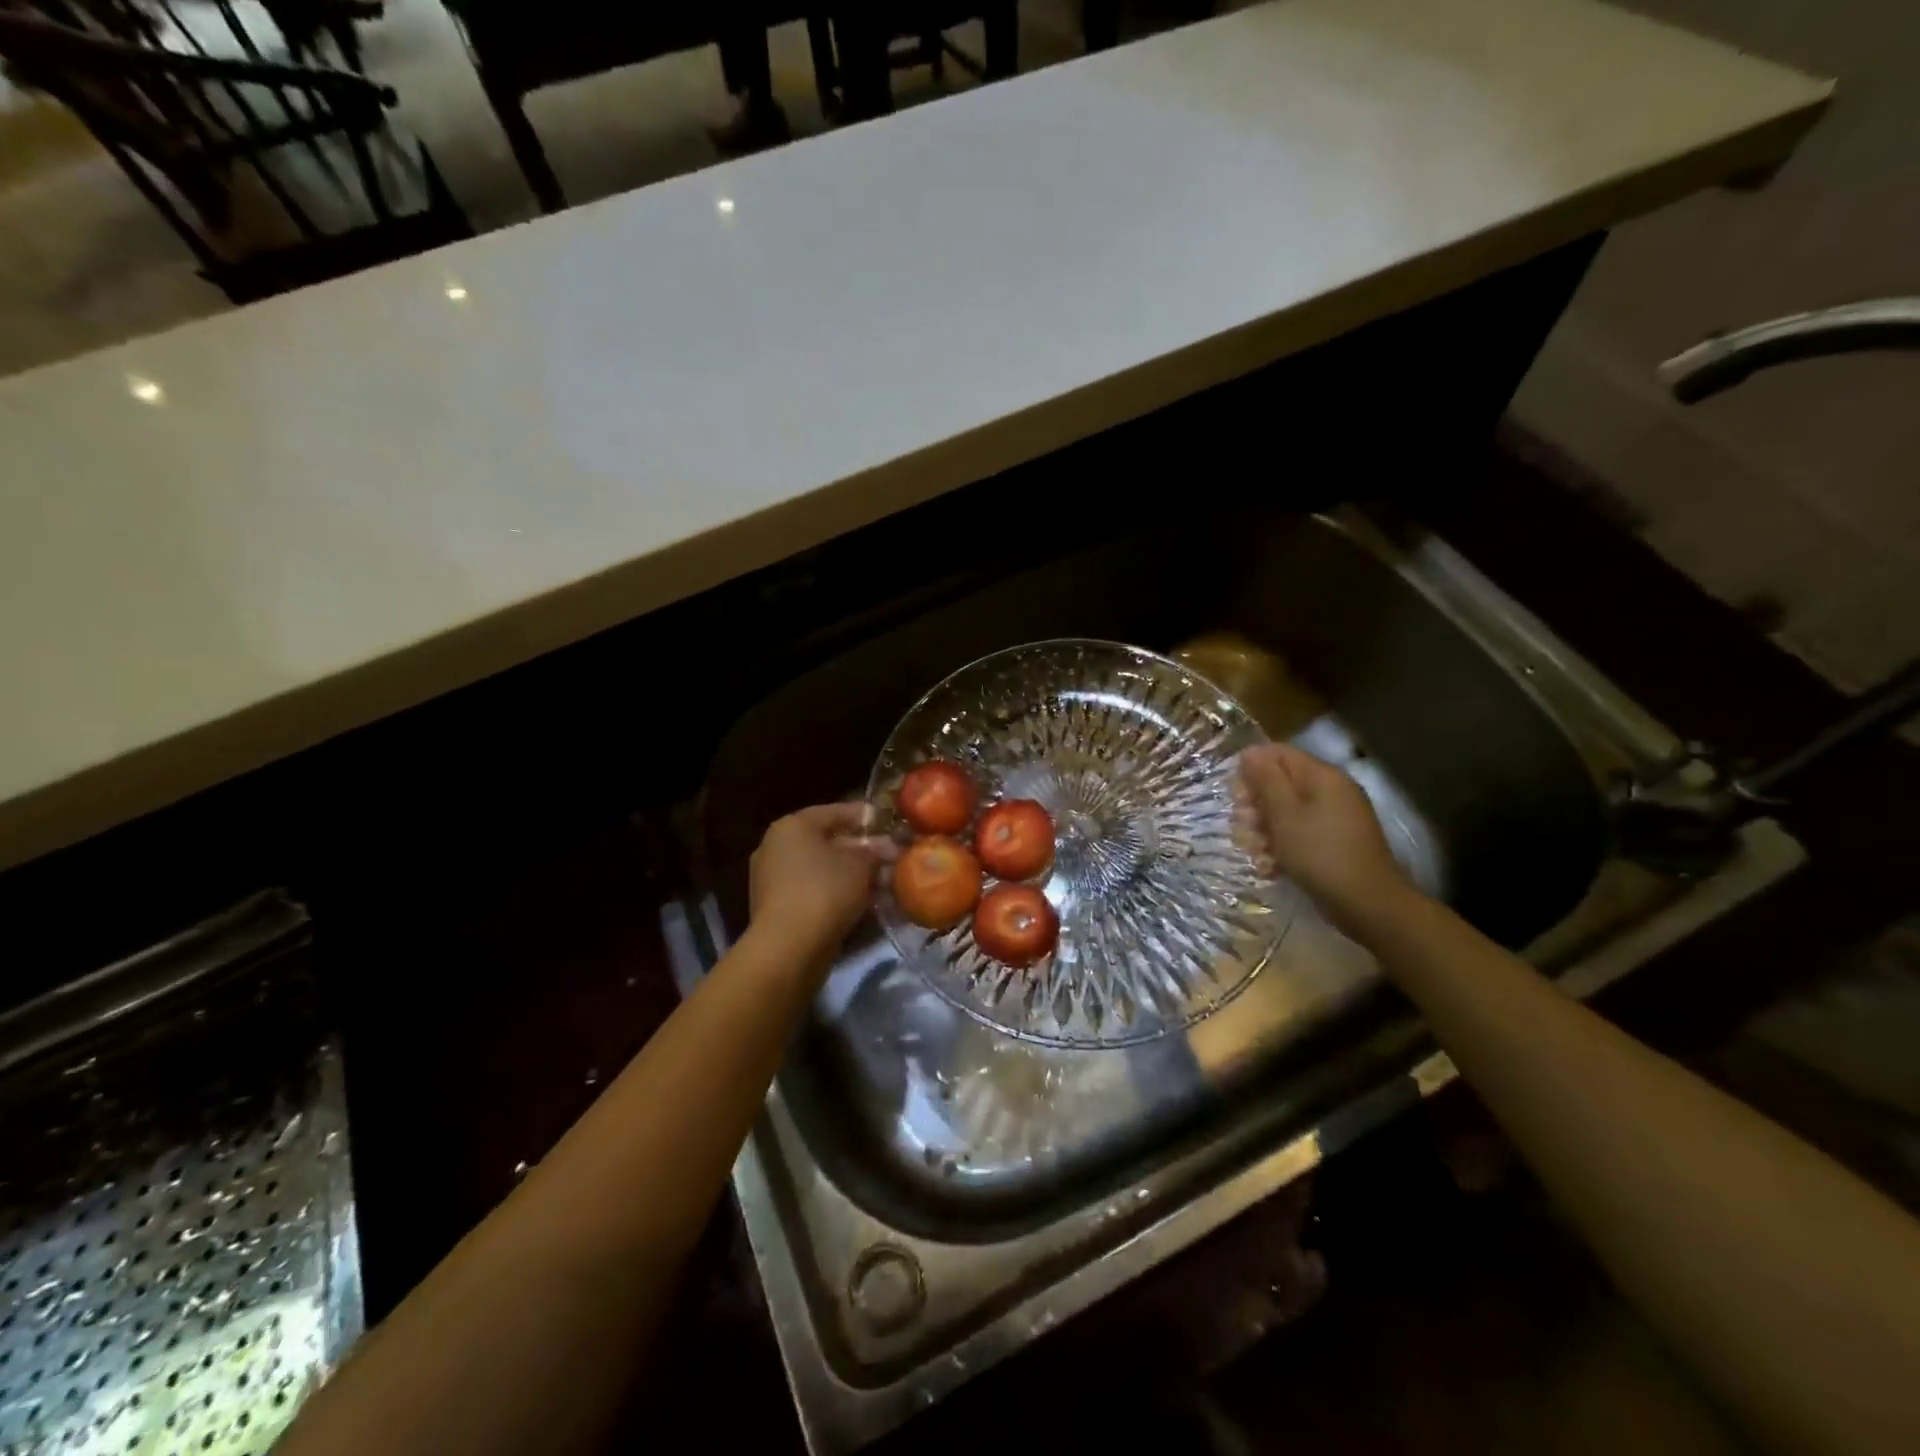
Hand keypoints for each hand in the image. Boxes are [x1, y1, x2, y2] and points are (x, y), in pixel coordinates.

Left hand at [749, 802, 895, 958]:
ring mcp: (770, 877)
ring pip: (819, 867)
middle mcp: (775, 845)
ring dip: (848, 873)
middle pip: (825, 841)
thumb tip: (888, 846)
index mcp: (792, 825)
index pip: (835, 812)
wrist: (788, 948)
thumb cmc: (825, 891)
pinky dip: (833, 891)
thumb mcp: (861, 865)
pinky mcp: (773, 906)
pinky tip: (858, 902)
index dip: (865, 817)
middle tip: (887, 857)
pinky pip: (810, 889)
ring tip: (879, 882)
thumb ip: (876, 850)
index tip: (888, 823)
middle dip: (859, 849)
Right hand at [1236, 743, 1411, 936]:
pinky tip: (1271, 867)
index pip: (1278, 753)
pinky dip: (1284, 846)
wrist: (1368, 905)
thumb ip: (1266, 780)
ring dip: (1265, 830)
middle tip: (1244, 829)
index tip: (1237, 798)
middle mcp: (1331, 790)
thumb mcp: (1284, 814)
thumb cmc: (1319, 854)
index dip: (1252, 771)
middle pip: (1281, 784)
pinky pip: (1301, 833)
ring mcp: (1336, 817)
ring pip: (1287, 812)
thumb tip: (1250, 752)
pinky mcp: (1335, 842)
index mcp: (1322, 776)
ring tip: (1256, 854)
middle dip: (1256, 805)